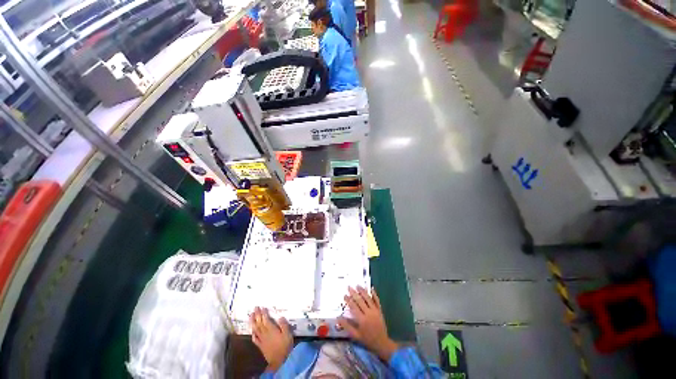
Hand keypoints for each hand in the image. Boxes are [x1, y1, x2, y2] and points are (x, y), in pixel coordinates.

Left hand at [249, 307, 292, 370]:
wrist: (279, 361)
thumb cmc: (285, 346)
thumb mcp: (288, 334)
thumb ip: (284, 325)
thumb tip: (280, 317)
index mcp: (272, 330)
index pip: (266, 319)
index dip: (263, 313)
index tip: (262, 307)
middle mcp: (265, 333)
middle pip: (259, 322)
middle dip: (257, 315)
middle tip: (255, 307)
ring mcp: (262, 340)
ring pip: (256, 329)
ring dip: (252, 322)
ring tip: (250, 315)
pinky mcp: (260, 346)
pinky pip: (255, 338)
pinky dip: (253, 333)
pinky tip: (252, 330)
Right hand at [338, 286, 398, 360]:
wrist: (382, 343)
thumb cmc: (367, 340)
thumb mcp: (355, 336)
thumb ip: (347, 326)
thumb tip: (338, 318)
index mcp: (362, 319)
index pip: (354, 307)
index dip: (349, 300)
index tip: (345, 295)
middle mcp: (368, 313)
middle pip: (360, 301)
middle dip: (354, 293)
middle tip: (349, 286)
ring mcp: (375, 311)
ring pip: (368, 298)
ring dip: (363, 291)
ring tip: (358, 285)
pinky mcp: (380, 310)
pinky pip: (377, 300)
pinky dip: (374, 294)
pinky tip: (371, 288)